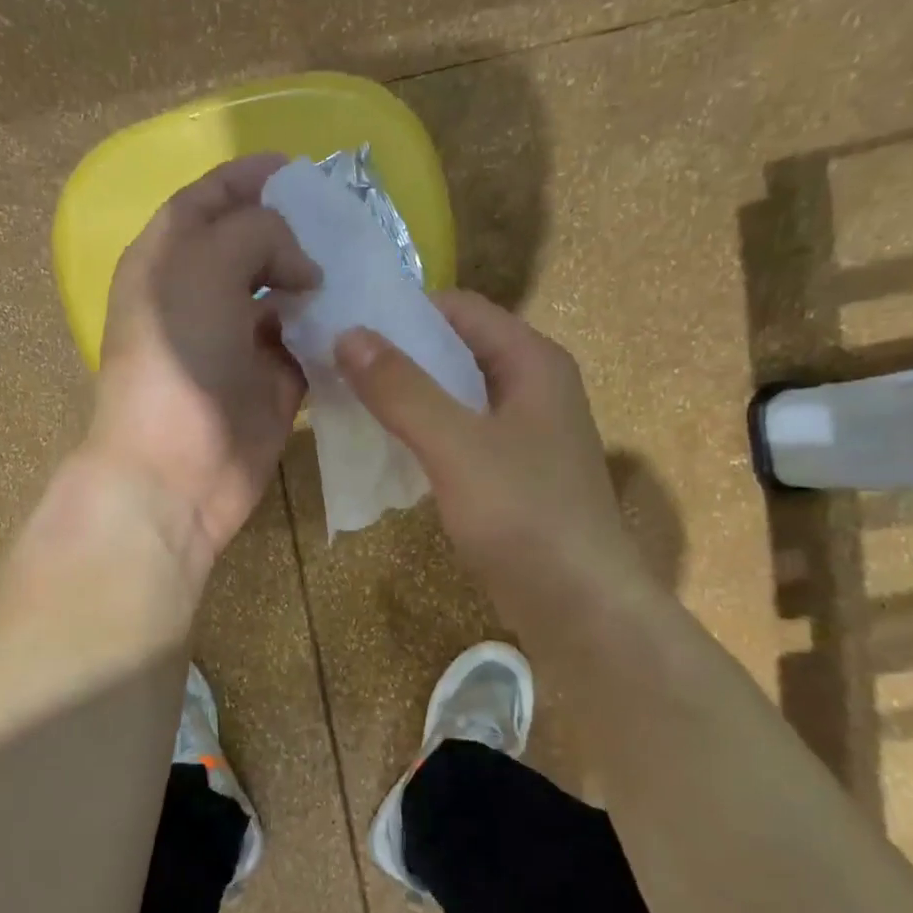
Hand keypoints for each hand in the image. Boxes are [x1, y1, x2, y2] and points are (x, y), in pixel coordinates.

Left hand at [86, 154, 319, 577]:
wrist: (175, 468)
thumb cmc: (179, 357)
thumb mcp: (204, 265)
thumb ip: (257, 233)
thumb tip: (301, 267)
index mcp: (169, 260)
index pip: (210, 201)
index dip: (251, 179)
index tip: (303, 170)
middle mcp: (202, 297)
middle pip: (253, 247)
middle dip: (296, 232)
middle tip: (346, 225)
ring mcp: (238, 344)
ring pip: (286, 298)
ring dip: (320, 283)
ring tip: (364, 266)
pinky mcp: (271, 386)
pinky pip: (308, 347)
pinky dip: (331, 334)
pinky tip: (360, 320)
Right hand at [335, 291, 659, 639]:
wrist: (577, 602)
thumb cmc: (523, 514)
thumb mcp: (456, 445)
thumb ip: (402, 389)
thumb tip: (349, 334)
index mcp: (532, 362)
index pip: (460, 309)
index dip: (404, 310)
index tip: (345, 323)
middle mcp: (533, 387)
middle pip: (457, 350)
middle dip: (399, 355)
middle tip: (335, 363)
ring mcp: (524, 433)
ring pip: (455, 396)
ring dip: (407, 396)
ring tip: (348, 400)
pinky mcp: (511, 474)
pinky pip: (459, 436)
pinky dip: (423, 434)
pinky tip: (386, 447)